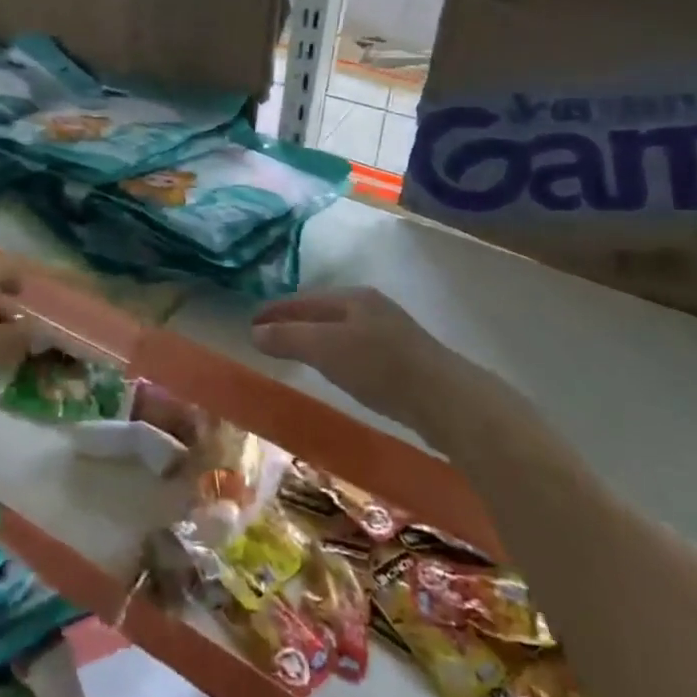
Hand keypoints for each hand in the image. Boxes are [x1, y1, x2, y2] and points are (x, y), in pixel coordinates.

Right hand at [251, 287, 445, 413]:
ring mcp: (390, 330)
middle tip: (268, 337)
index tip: (250, 323)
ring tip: (296, 351)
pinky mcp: (404, 356)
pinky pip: (357, 345)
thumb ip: (289, 339)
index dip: (275, 311)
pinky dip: (337, 351)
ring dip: (315, 336)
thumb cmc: (379, 367)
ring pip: (341, 327)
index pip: (302, 299)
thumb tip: (254, 332)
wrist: (446, 399)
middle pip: (322, 310)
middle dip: (294, 321)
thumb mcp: (325, 350)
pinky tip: (337, 367)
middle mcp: (371, 306)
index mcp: (352, 297)